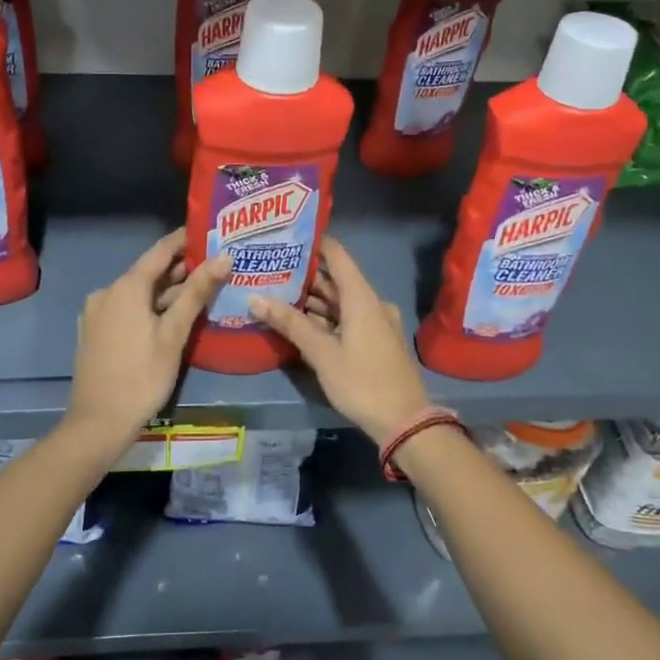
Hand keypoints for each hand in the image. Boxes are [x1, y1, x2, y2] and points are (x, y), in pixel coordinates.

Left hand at [64, 231, 230, 453]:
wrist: (98, 422)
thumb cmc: (142, 376)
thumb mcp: (174, 333)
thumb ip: (197, 292)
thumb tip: (223, 257)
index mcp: (125, 287)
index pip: (160, 251)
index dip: (184, 240)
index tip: (209, 231)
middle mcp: (107, 292)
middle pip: (148, 272)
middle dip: (180, 269)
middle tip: (214, 265)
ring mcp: (98, 313)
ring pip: (139, 293)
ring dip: (167, 291)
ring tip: (201, 290)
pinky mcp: (95, 332)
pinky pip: (127, 309)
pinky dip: (150, 307)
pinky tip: (172, 316)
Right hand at [250, 237, 430, 444]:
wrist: (404, 422)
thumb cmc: (362, 381)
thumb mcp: (322, 353)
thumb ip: (290, 323)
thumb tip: (255, 298)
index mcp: (361, 297)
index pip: (337, 255)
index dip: (314, 243)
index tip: (285, 237)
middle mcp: (371, 303)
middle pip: (335, 281)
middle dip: (303, 277)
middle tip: (269, 271)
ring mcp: (375, 323)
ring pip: (339, 303)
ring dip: (312, 301)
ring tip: (275, 296)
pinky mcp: (375, 341)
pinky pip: (346, 319)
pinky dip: (324, 319)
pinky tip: (299, 324)